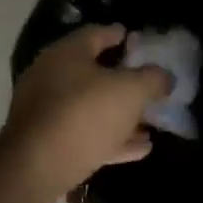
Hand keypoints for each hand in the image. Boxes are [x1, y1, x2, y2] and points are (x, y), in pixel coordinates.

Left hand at [0, 25, 170, 199]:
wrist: (37, 168)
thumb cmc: (85, 115)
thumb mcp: (130, 91)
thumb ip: (152, 79)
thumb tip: (165, 76)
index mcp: (66, 54)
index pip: (97, 34)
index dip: (120, 35)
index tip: (139, 40)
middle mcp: (51, 77)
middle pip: (93, 73)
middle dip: (123, 80)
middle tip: (149, 85)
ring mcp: (47, 112)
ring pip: (91, 108)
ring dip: (121, 115)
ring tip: (150, 122)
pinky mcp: (48, 144)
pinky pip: (87, 135)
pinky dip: (113, 139)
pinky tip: (140, 148)